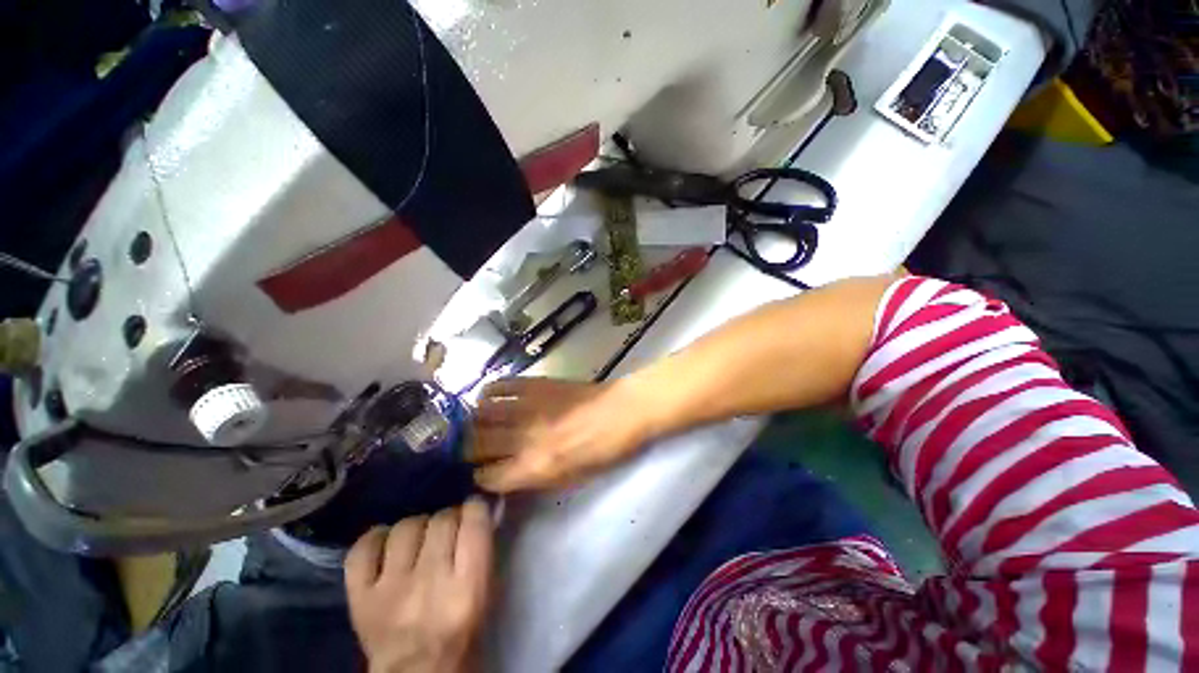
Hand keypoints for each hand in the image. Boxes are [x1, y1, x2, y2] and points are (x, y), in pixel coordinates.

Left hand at [345, 499, 492, 672]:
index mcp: (467, 587)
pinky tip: (387, 545)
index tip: (475, 511)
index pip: (474, 520)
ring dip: (417, 527)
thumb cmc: (461, 635)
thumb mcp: (485, 594)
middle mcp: (428, 583)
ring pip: (405, 528)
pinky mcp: (359, 598)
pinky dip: (376, 539)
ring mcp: (390, 590)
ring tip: (419, 540)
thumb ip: (483, 551)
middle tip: (448, 530)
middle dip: (449, 518)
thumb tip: (481, 510)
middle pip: (441, 519)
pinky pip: (363, 549)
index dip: (476, 508)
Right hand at [468, 377, 656, 491]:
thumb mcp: (570, 479)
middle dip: (467, 449)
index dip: (480, 478)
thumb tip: (505, 477)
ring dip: (474, 421)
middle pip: (474, 444)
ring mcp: (527, 407)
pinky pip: (499, 386)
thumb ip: (533, 480)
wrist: (622, 411)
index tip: (481, 473)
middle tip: (472, 448)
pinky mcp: (535, 384)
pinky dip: (489, 392)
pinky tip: (491, 398)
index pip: (486, 477)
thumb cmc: (603, 451)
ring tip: (478, 423)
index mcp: (535, 467)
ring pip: (480, 413)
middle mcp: (523, 438)